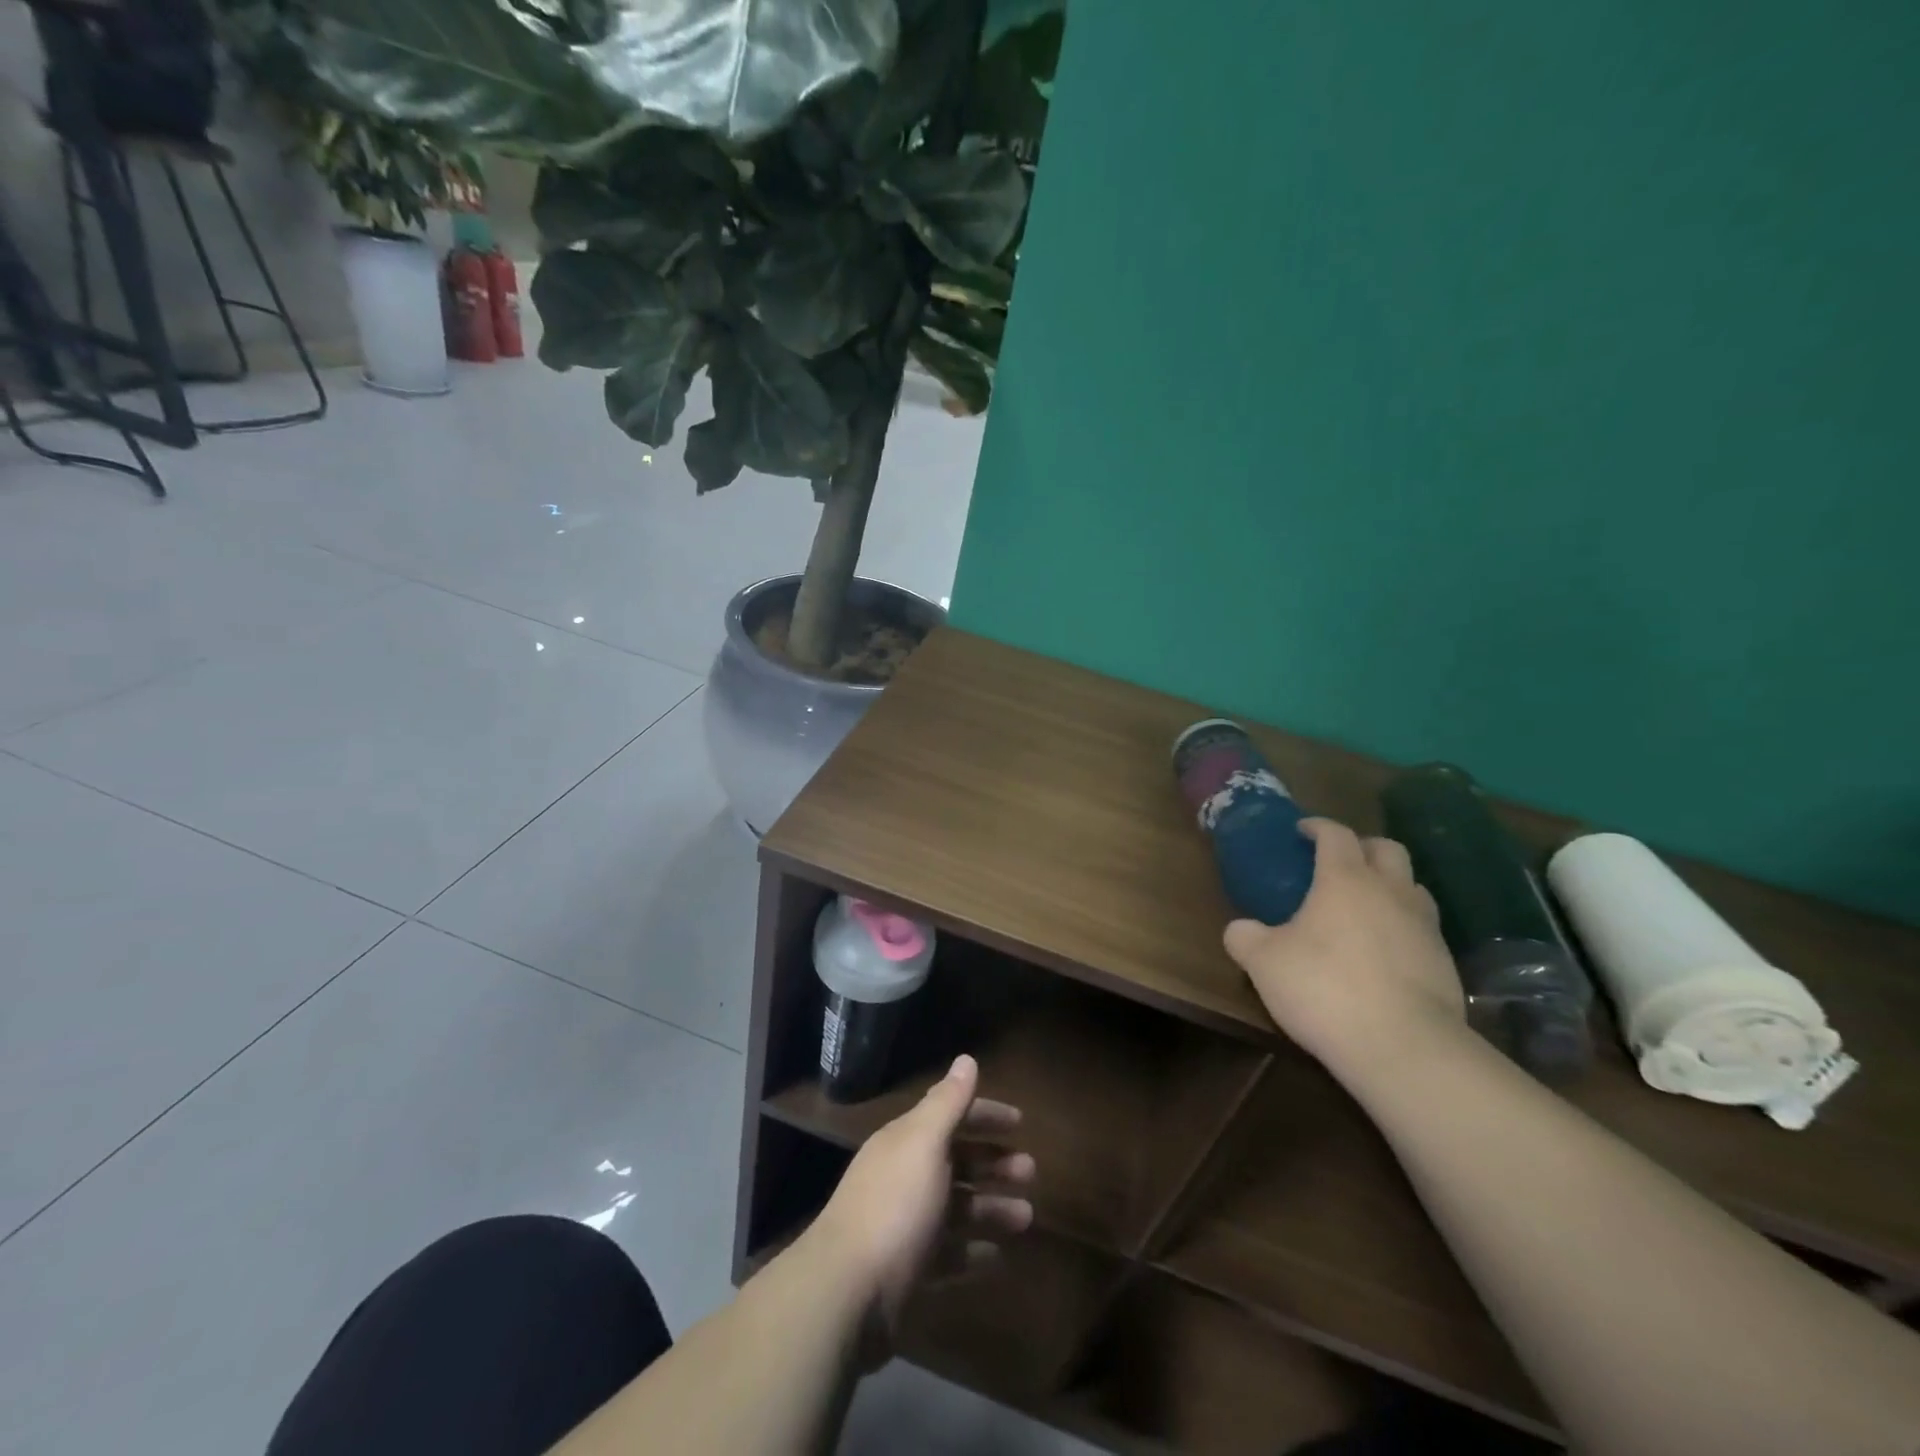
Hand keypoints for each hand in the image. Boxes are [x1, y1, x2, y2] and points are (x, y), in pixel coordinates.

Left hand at [810, 1055, 1034, 1353]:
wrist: (846, 1294)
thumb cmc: (894, 1206)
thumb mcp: (925, 1144)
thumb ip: (948, 1103)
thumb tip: (966, 1058)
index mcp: (906, 1142)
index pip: (950, 1116)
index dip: (984, 1115)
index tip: (1021, 1122)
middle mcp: (904, 1176)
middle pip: (956, 1161)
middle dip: (994, 1162)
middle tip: (1031, 1172)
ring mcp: (905, 1225)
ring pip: (957, 1207)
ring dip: (991, 1207)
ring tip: (1027, 1217)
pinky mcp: (908, 1271)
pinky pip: (948, 1253)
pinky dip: (973, 1250)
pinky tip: (998, 1256)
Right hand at [1223, 818, 1465, 1077]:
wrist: (1404, 1047)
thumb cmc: (1324, 988)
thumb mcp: (1263, 963)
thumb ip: (1245, 938)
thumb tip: (1239, 929)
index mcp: (1345, 880)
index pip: (1336, 834)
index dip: (1318, 827)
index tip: (1301, 830)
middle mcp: (1391, 891)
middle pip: (1387, 848)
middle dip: (1362, 846)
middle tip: (1338, 862)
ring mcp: (1425, 926)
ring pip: (1413, 886)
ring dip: (1390, 885)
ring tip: (1365, 906)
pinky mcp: (1445, 962)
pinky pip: (1424, 928)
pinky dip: (1403, 926)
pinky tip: (1383, 952)